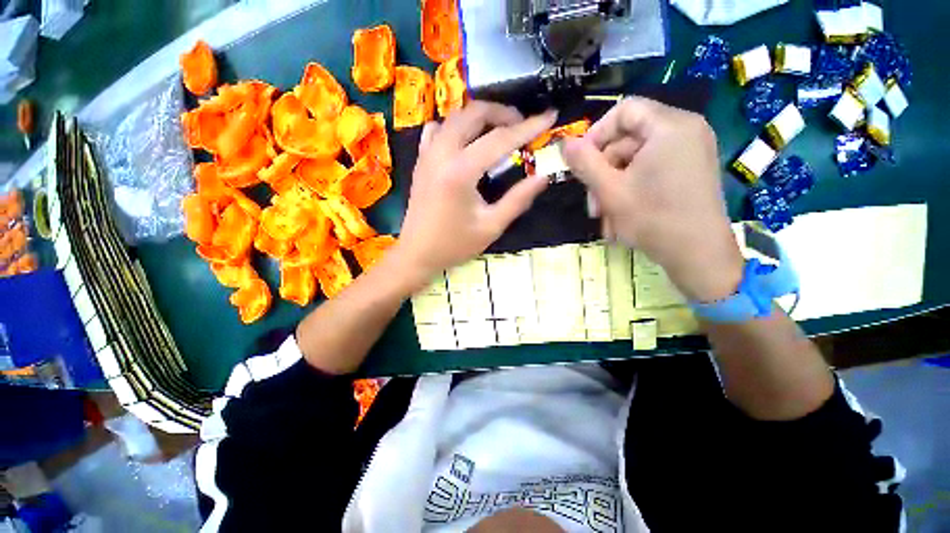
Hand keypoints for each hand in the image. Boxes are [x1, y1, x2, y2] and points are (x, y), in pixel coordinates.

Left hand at [395, 101, 557, 286]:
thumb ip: (517, 200)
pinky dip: (455, 126)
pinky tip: (465, 141)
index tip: (549, 116)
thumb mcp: (491, 227)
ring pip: (454, 117)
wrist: (417, 253)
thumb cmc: (454, 244)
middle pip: (473, 114)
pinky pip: (437, 130)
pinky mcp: (421, 161)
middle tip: (521, 124)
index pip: (500, 139)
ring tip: (498, 129)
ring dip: (479, 116)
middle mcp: (442, 154)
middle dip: (501, 112)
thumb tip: (542, 177)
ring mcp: (427, 155)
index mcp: (461, 171)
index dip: (528, 127)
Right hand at [563, 97, 743, 301]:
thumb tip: (564, 143)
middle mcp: (685, 130)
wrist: (698, 255)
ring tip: (605, 218)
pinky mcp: (689, 170)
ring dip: (613, 187)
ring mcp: (690, 151)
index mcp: (670, 126)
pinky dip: (631, 190)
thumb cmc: (653, 219)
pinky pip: (650, 170)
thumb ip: (584, 163)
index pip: (624, 110)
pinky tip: (621, 216)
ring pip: (635, 160)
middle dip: (603, 172)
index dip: (596, 134)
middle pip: (628, 139)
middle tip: (593, 205)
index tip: (581, 162)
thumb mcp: (610, 191)